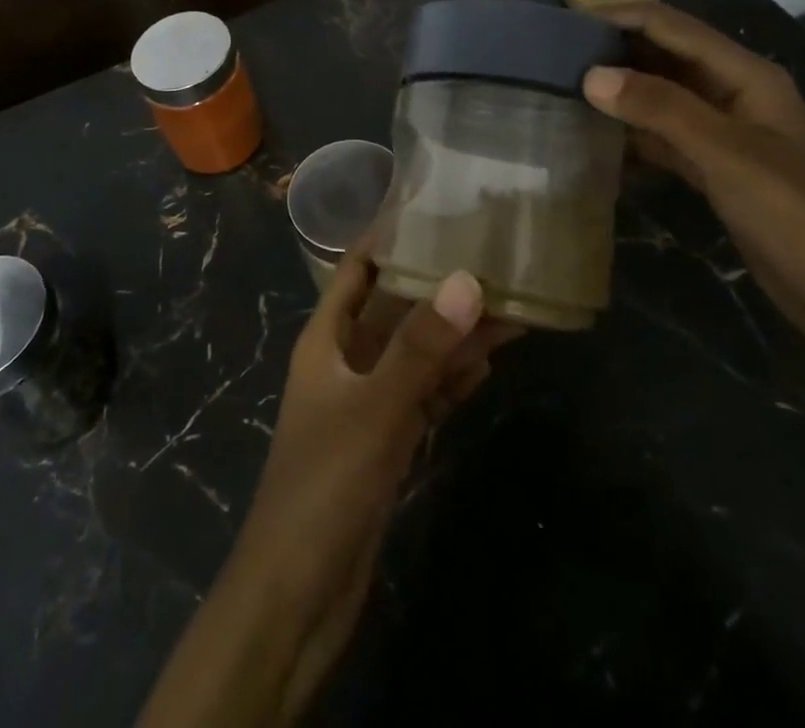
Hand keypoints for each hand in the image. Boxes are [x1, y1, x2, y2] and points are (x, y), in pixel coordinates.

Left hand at [238, 253, 516, 713]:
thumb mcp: (375, 408)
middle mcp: (345, 361)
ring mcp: (365, 403)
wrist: (296, 596)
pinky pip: (422, 396)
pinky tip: (485, 366)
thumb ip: (421, 347)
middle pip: (395, 309)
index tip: (435, 208)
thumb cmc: (324, 485)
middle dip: (438, 287)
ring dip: (454, 334)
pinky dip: (450, 381)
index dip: (388, 236)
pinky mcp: (385, 443)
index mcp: (326, 338)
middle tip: (492, 259)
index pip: (357, 268)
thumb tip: (468, 280)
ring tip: (507, 308)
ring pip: (415, 354)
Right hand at [581, 1, 804, 366]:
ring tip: (562, 86)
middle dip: (614, 48)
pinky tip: (593, 135)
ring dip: (618, 90)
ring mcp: (723, 133)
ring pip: (660, 96)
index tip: (565, 17)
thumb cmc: (798, 217)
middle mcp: (733, 94)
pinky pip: (662, 136)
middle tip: (552, 52)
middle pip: (665, 56)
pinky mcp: (714, 168)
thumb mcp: (728, 156)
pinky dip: (631, 132)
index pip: (673, 27)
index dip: (621, 15)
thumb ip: (661, 110)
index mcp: (746, 76)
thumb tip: (591, 75)